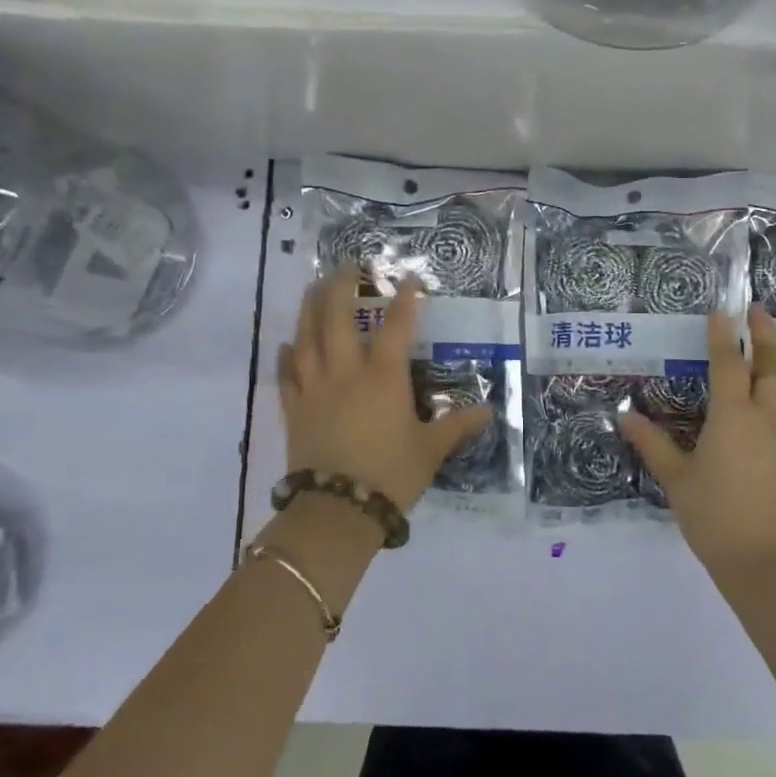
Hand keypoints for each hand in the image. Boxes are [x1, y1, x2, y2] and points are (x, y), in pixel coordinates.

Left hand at [278, 264, 494, 512]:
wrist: (337, 510)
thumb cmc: (391, 474)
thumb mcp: (431, 450)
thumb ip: (457, 426)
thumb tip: (489, 411)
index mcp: (384, 378)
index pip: (396, 327)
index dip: (404, 300)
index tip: (408, 277)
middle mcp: (346, 373)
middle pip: (338, 319)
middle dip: (342, 287)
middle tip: (346, 266)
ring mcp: (315, 389)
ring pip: (307, 338)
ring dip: (310, 308)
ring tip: (313, 286)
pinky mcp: (294, 409)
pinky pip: (286, 375)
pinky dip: (287, 356)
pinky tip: (287, 343)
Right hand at [621, 306, 775, 572]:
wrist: (765, 561)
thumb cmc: (713, 518)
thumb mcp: (676, 479)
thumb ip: (653, 443)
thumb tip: (625, 416)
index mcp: (733, 418)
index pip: (728, 364)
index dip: (723, 336)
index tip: (721, 312)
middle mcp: (769, 417)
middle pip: (773, 365)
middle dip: (765, 334)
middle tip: (757, 312)